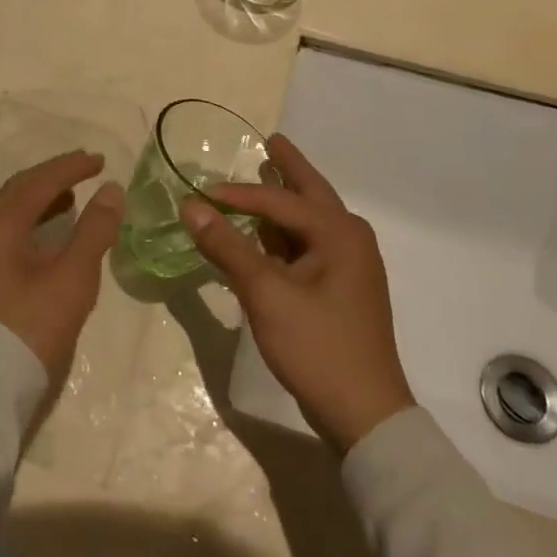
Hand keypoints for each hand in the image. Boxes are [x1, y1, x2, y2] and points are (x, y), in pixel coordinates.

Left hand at [0, 150, 122, 388]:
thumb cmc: (28, 329)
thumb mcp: (71, 279)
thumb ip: (94, 231)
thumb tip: (111, 190)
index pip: (38, 180)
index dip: (71, 167)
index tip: (99, 160)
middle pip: (18, 192)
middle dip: (53, 178)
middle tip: (85, 171)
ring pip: (7, 214)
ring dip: (40, 202)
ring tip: (71, 200)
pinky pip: (2, 234)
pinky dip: (28, 225)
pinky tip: (46, 240)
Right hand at [181, 134, 412, 450]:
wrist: (365, 415)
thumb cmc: (317, 346)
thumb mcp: (266, 294)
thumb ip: (227, 247)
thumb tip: (190, 206)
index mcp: (339, 232)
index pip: (279, 201)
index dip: (237, 194)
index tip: (201, 191)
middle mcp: (350, 238)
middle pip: (310, 193)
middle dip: (288, 168)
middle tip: (271, 140)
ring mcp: (351, 264)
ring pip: (311, 219)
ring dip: (286, 200)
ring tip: (267, 175)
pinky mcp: (344, 287)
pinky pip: (311, 244)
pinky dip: (287, 232)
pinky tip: (269, 232)